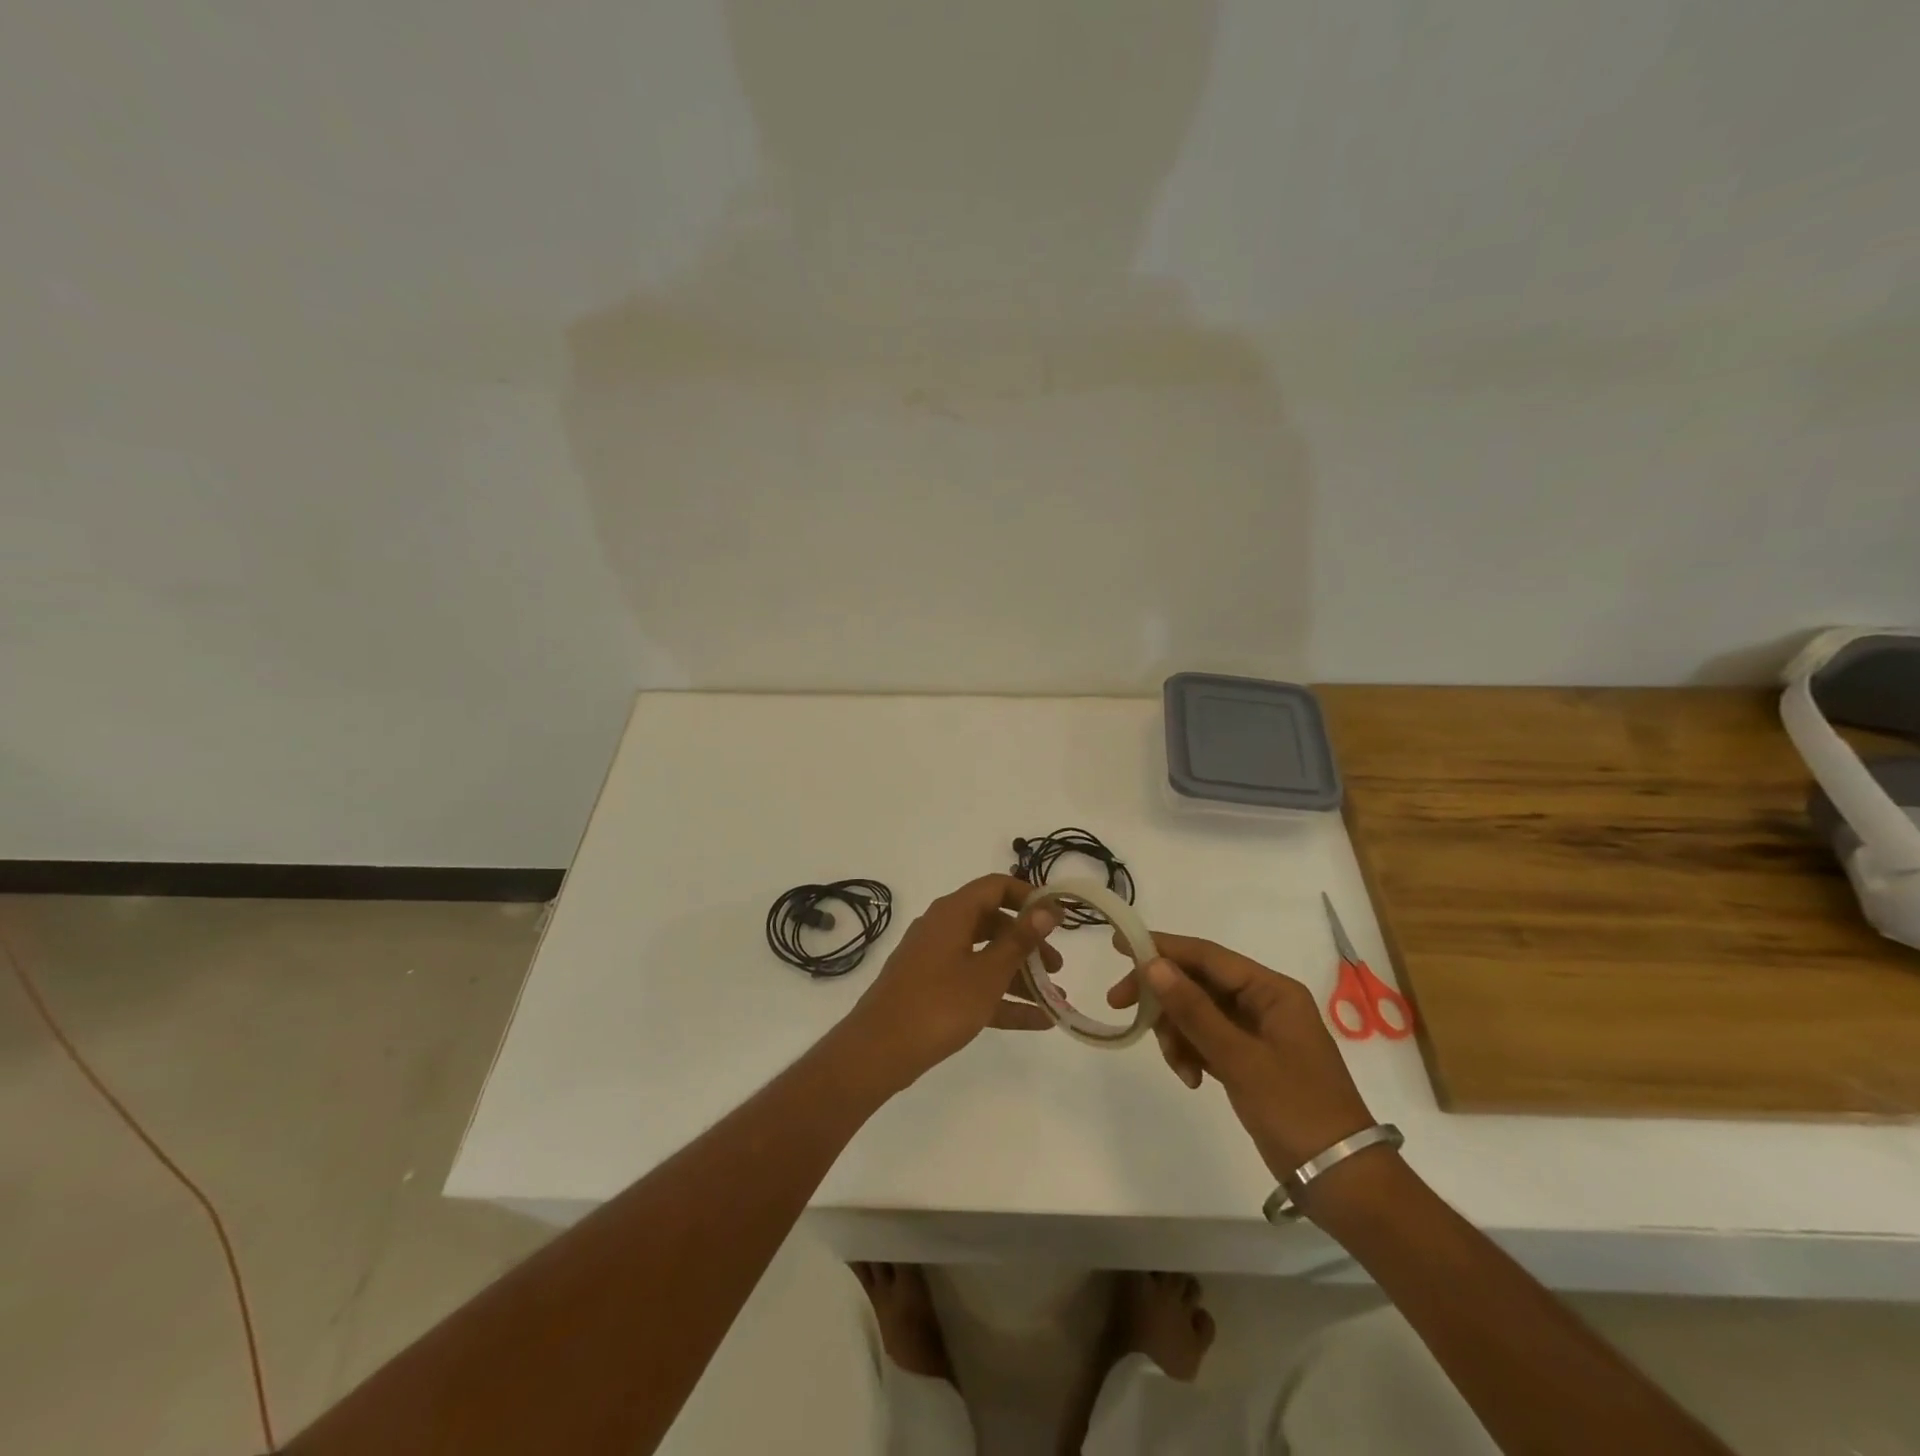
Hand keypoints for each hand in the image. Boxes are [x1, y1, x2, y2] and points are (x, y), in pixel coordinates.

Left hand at [846, 874, 1063, 1091]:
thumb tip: (1047, 909)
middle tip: (1056, 968)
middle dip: (1028, 944)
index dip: (1029, 897)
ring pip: (985, 957)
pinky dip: (1002, 999)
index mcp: (953, 913)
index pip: (996, 886)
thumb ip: (1020, 941)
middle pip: (994, 924)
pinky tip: (1037, 1021)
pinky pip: (973, 985)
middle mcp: (943, 928)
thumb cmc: (938, 1004)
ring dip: (1020, 976)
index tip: (1057, 918)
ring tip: (1055, 1000)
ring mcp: (935, 960)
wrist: (878, 1051)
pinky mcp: (931, 990)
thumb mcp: (987, 973)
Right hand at [1108, 932, 1374, 1177]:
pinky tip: (1192, 1080)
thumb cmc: (1296, 1110)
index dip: (1162, 947)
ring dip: (1177, 1033)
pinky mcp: (1249, 1060)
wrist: (1341, 1180)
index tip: (1119, 944)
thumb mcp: (1240, 1059)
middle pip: (1197, 982)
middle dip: (1162, 996)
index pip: (1207, 956)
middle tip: (1120, 1006)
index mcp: (1271, 991)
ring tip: (1178, 1067)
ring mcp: (1256, 1032)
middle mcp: (1263, 1002)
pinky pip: (1206, 1040)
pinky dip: (1191, 1053)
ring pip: (1197, 1013)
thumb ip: (1194, 1010)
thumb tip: (1153, 964)